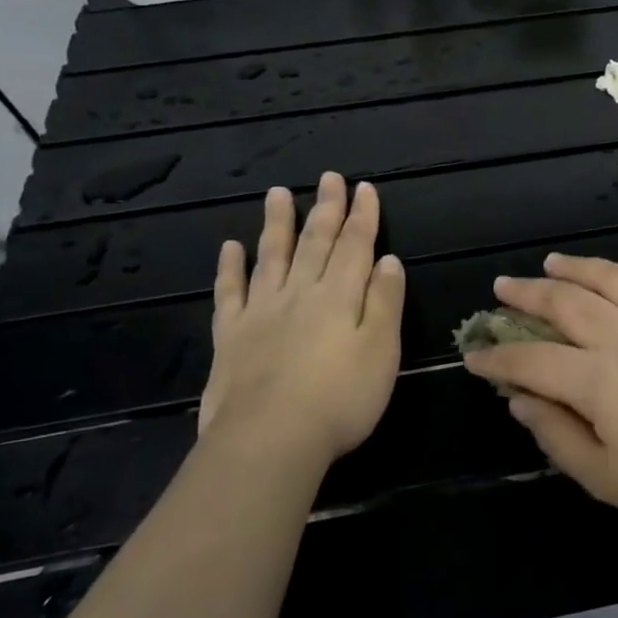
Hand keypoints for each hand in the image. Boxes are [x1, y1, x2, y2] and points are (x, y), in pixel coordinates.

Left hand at [197, 175, 403, 478]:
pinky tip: (231, 247)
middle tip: (329, 177)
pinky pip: (230, 292)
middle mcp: (300, 293)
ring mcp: (261, 312)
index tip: (364, 188)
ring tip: (278, 194)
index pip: (355, 246)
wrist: (269, 439)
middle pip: (315, 243)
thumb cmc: (341, 398)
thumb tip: (388, 260)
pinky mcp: (231, 336)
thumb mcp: (382, 351)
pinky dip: (231, 267)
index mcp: (340, 296)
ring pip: (271, 256)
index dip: (362, 216)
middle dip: (326, 209)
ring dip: (278, 224)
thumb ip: (385, 302)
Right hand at [462, 254, 617, 536]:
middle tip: (503, 286)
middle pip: (566, 302)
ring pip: (613, 278)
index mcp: (598, 380)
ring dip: (578, 267)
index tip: (474, 356)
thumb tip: (519, 400)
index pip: (532, 359)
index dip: (497, 357)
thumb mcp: (602, 476)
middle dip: (527, 293)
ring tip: (553, 262)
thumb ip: (555, 434)